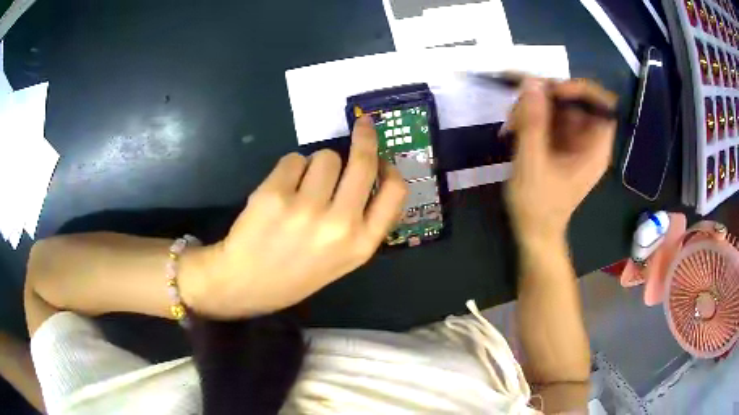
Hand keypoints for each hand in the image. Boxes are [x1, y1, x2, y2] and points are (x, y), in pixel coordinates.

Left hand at [181, 116, 406, 318]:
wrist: (246, 284)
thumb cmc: (296, 273)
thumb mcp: (342, 259)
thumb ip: (361, 222)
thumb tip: (369, 173)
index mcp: (361, 244)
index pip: (395, 192)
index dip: (390, 168)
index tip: (383, 159)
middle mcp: (339, 225)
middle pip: (363, 163)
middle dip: (365, 137)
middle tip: (363, 125)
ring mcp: (306, 208)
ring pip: (325, 156)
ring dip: (316, 164)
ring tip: (302, 187)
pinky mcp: (275, 194)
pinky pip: (294, 159)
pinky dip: (290, 169)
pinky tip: (280, 193)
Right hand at [505, 78, 617, 243]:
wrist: (534, 232)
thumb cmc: (538, 205)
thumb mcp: (532, 163)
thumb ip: (532, 122)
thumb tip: (531, 81)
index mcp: (595, 148)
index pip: (602, 104)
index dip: (580, 90)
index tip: (553, 91)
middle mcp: (588, 139)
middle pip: (576, 100)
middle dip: (547, 96)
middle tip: (520, 103)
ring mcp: (574, 140)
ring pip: (559, 106)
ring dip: (534, 106)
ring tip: (511, 121)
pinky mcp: (560, 143)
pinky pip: (549, 117)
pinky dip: (531, 116)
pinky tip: (514, 127)